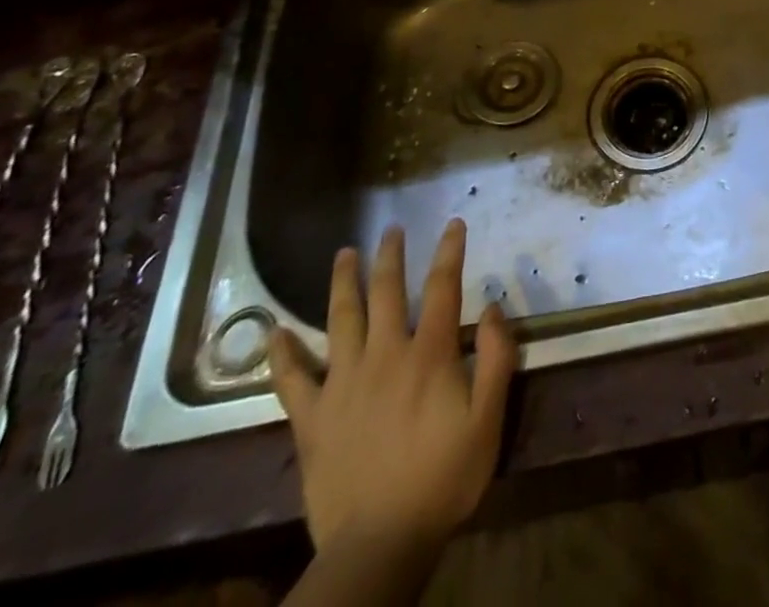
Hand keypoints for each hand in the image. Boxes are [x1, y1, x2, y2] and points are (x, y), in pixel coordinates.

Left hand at [268, 219, 515, 567]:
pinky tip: (273, 333)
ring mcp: (343, 384)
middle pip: (385, 292)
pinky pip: (292, 379)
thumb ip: (495, 359)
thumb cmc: (442, 479)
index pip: (442, 287)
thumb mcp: (488, 420)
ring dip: (342, 283)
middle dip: (390, 256)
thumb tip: (491, 307)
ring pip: (340, 320)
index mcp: (427, 354)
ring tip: (343, 254)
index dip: (449, 251)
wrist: (379, 545)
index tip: (453, 224)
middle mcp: (384, 355)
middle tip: (391, 229)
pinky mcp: (312, 418)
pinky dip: (282, 354)